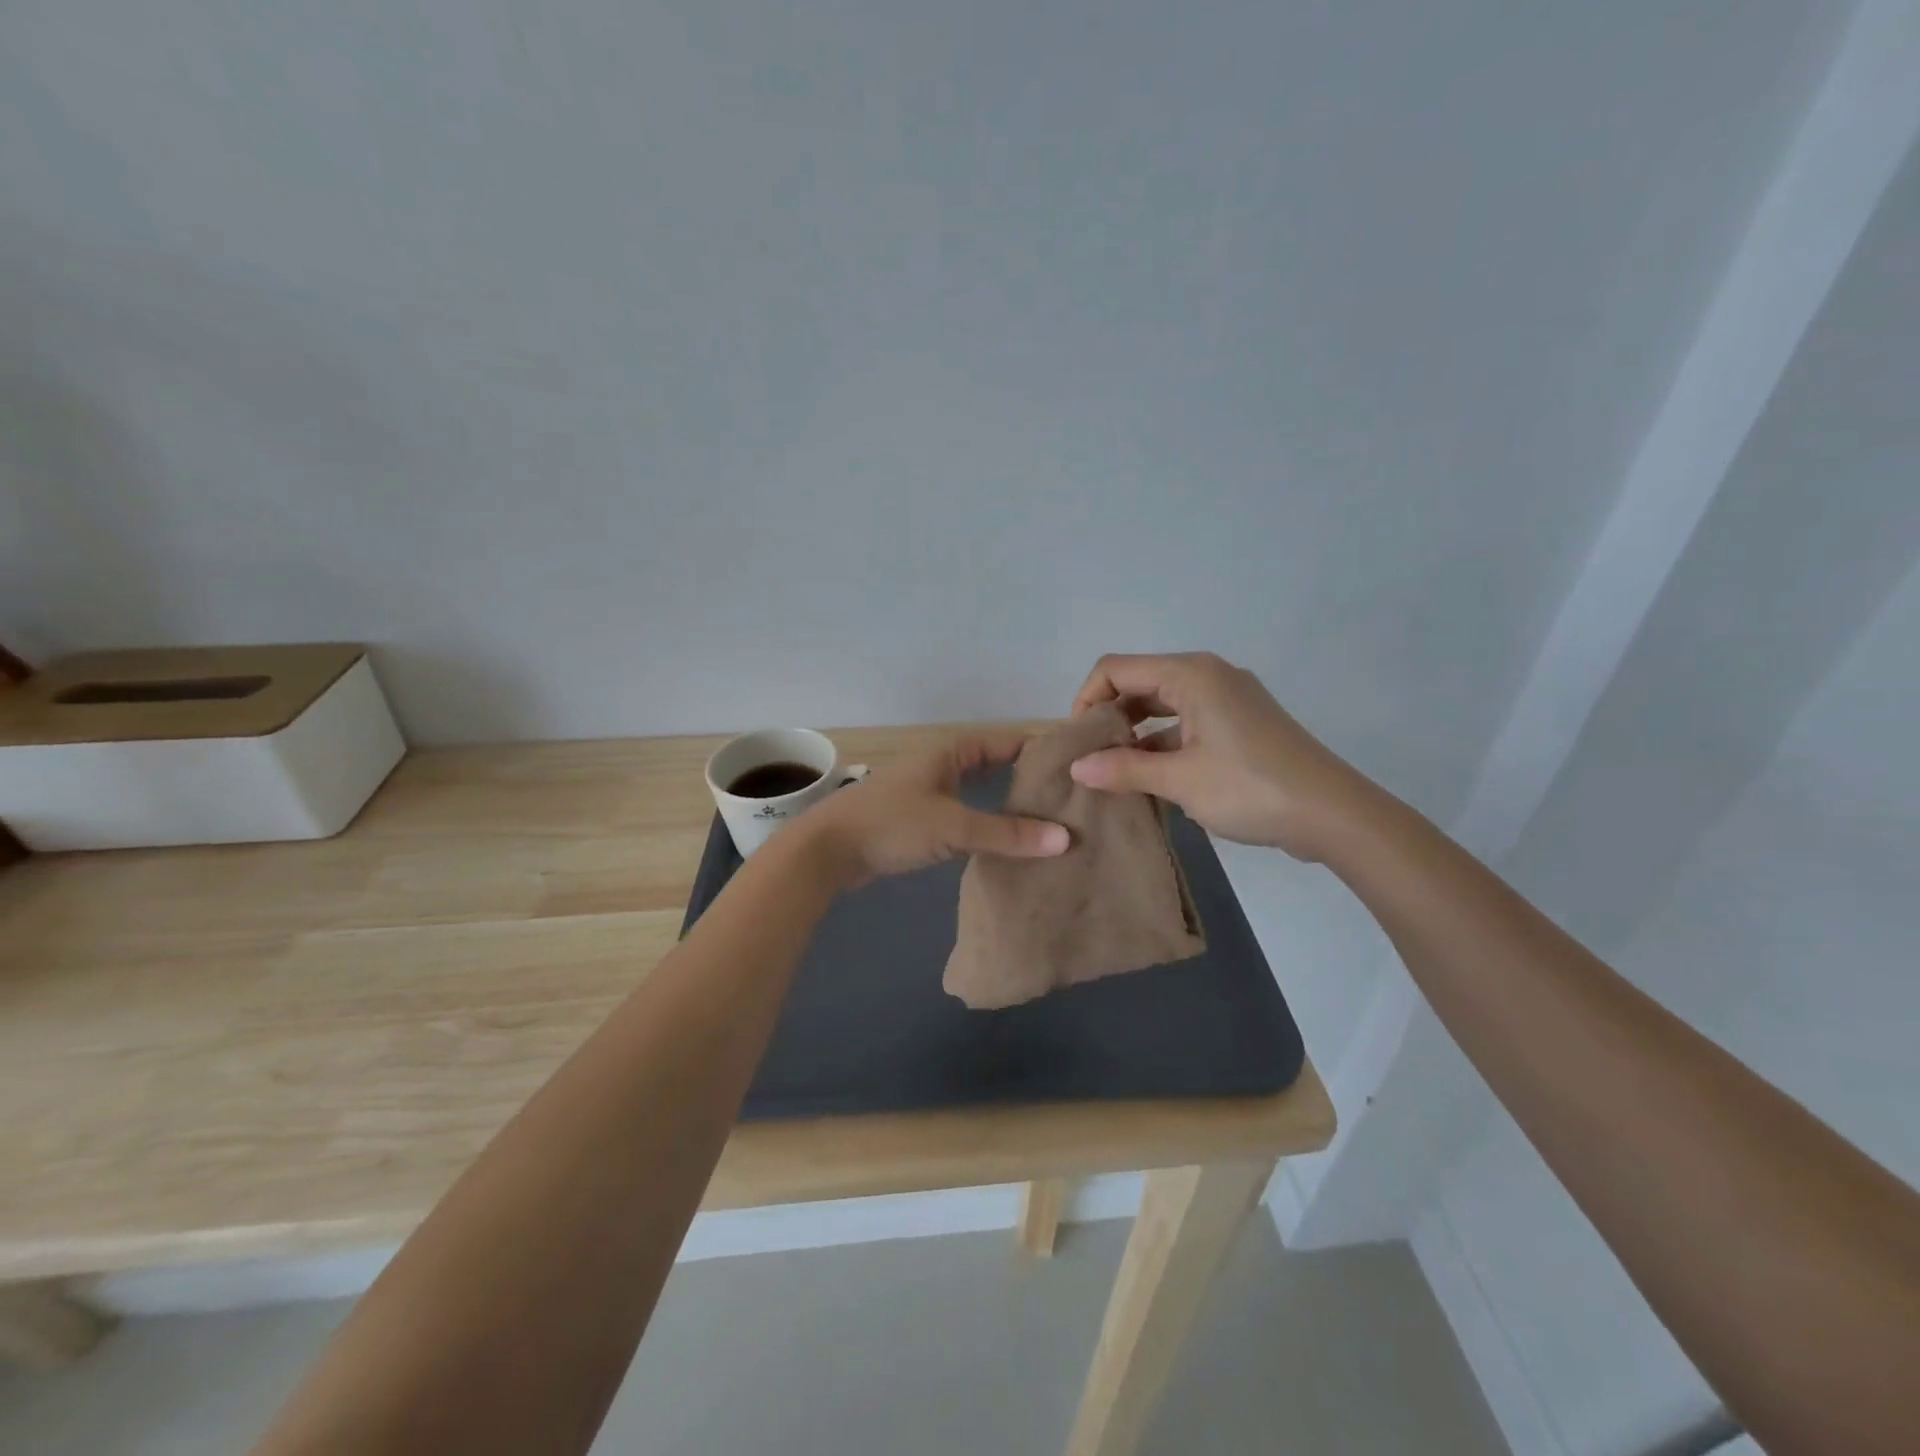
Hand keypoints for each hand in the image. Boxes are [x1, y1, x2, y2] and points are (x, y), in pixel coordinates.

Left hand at [796, 731, 1070, 889]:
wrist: (827, 850)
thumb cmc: (891, 825)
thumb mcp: (953, 827)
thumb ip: (1007, 835)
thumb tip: (1065, 839)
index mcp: (949, 752)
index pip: (1006, 742)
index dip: (1039, 752)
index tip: (1075, 769)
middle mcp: (941, 765)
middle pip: (993, 766)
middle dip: (1026, 781)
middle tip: (1068, 801)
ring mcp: (927, 791)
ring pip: (977, 792)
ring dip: (1005, 804)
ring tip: (1046, 823)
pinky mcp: (918, 819)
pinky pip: (963, 814)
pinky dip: (984, 823)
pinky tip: (1004, 843)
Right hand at [1067, 652, 1372, 860]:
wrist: (1333, 814)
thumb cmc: (1251, 788)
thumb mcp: (1180, 781)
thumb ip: (1123, 770)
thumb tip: (1077, 767)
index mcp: (1191, 674)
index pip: (1115, 668)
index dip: (1086, 699)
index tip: (1077, 741)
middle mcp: (1208, 675)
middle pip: (1139, 683)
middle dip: (1110, 718)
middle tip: (1091, 759)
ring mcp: (1228, 698)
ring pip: (1163, 705)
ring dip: (1136, 735)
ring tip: (1114, 773)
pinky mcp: (1241, 723)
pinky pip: (1187, 722)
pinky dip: (1163, 744)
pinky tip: (1150, 779)